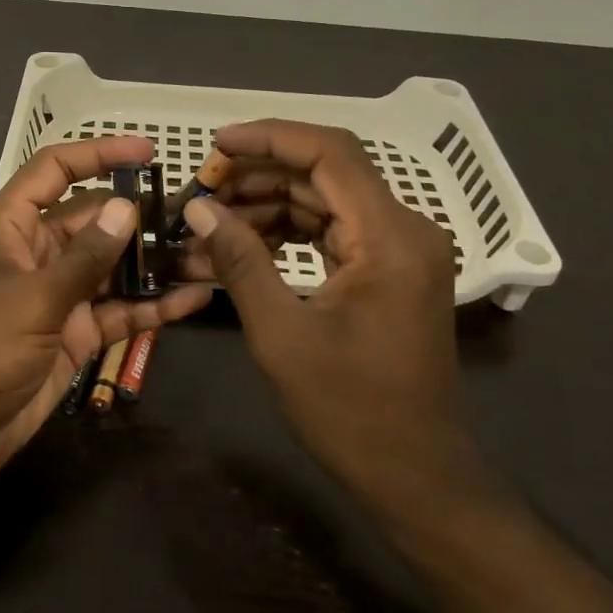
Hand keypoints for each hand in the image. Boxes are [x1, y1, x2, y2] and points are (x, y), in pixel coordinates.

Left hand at [0, 136, 211, 483]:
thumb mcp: (32, 299)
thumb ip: (85, 258)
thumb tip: (126, 207)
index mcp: (9, 226)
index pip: (55, 170)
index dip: (99, 153)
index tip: (148, 152)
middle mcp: (35, 252)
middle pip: (93, 220)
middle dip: (140, 216)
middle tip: (196, 214)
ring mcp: (56, 295)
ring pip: (111, 267)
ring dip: (153, 263)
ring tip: (207, 253)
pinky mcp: (74, 334)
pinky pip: (118, 311)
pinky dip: (152, 306)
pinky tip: (194, 300)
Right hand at [179, 120, 501, 530]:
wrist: (413, 475)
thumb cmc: (349, 410)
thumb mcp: (281, 332)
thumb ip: (240, 260)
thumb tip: (198, 207)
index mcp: (389, 237)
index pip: (329, 153)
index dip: (269, 138)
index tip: (215, 146)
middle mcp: (404, 231)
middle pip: (324, 175)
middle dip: (257, 178)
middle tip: (200, 194)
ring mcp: (398, 252)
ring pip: (323, 203)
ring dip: (265, 210)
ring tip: (207, 228)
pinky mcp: (387, 273)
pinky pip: (331, 235)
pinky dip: (285, 237)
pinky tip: (238, 251)